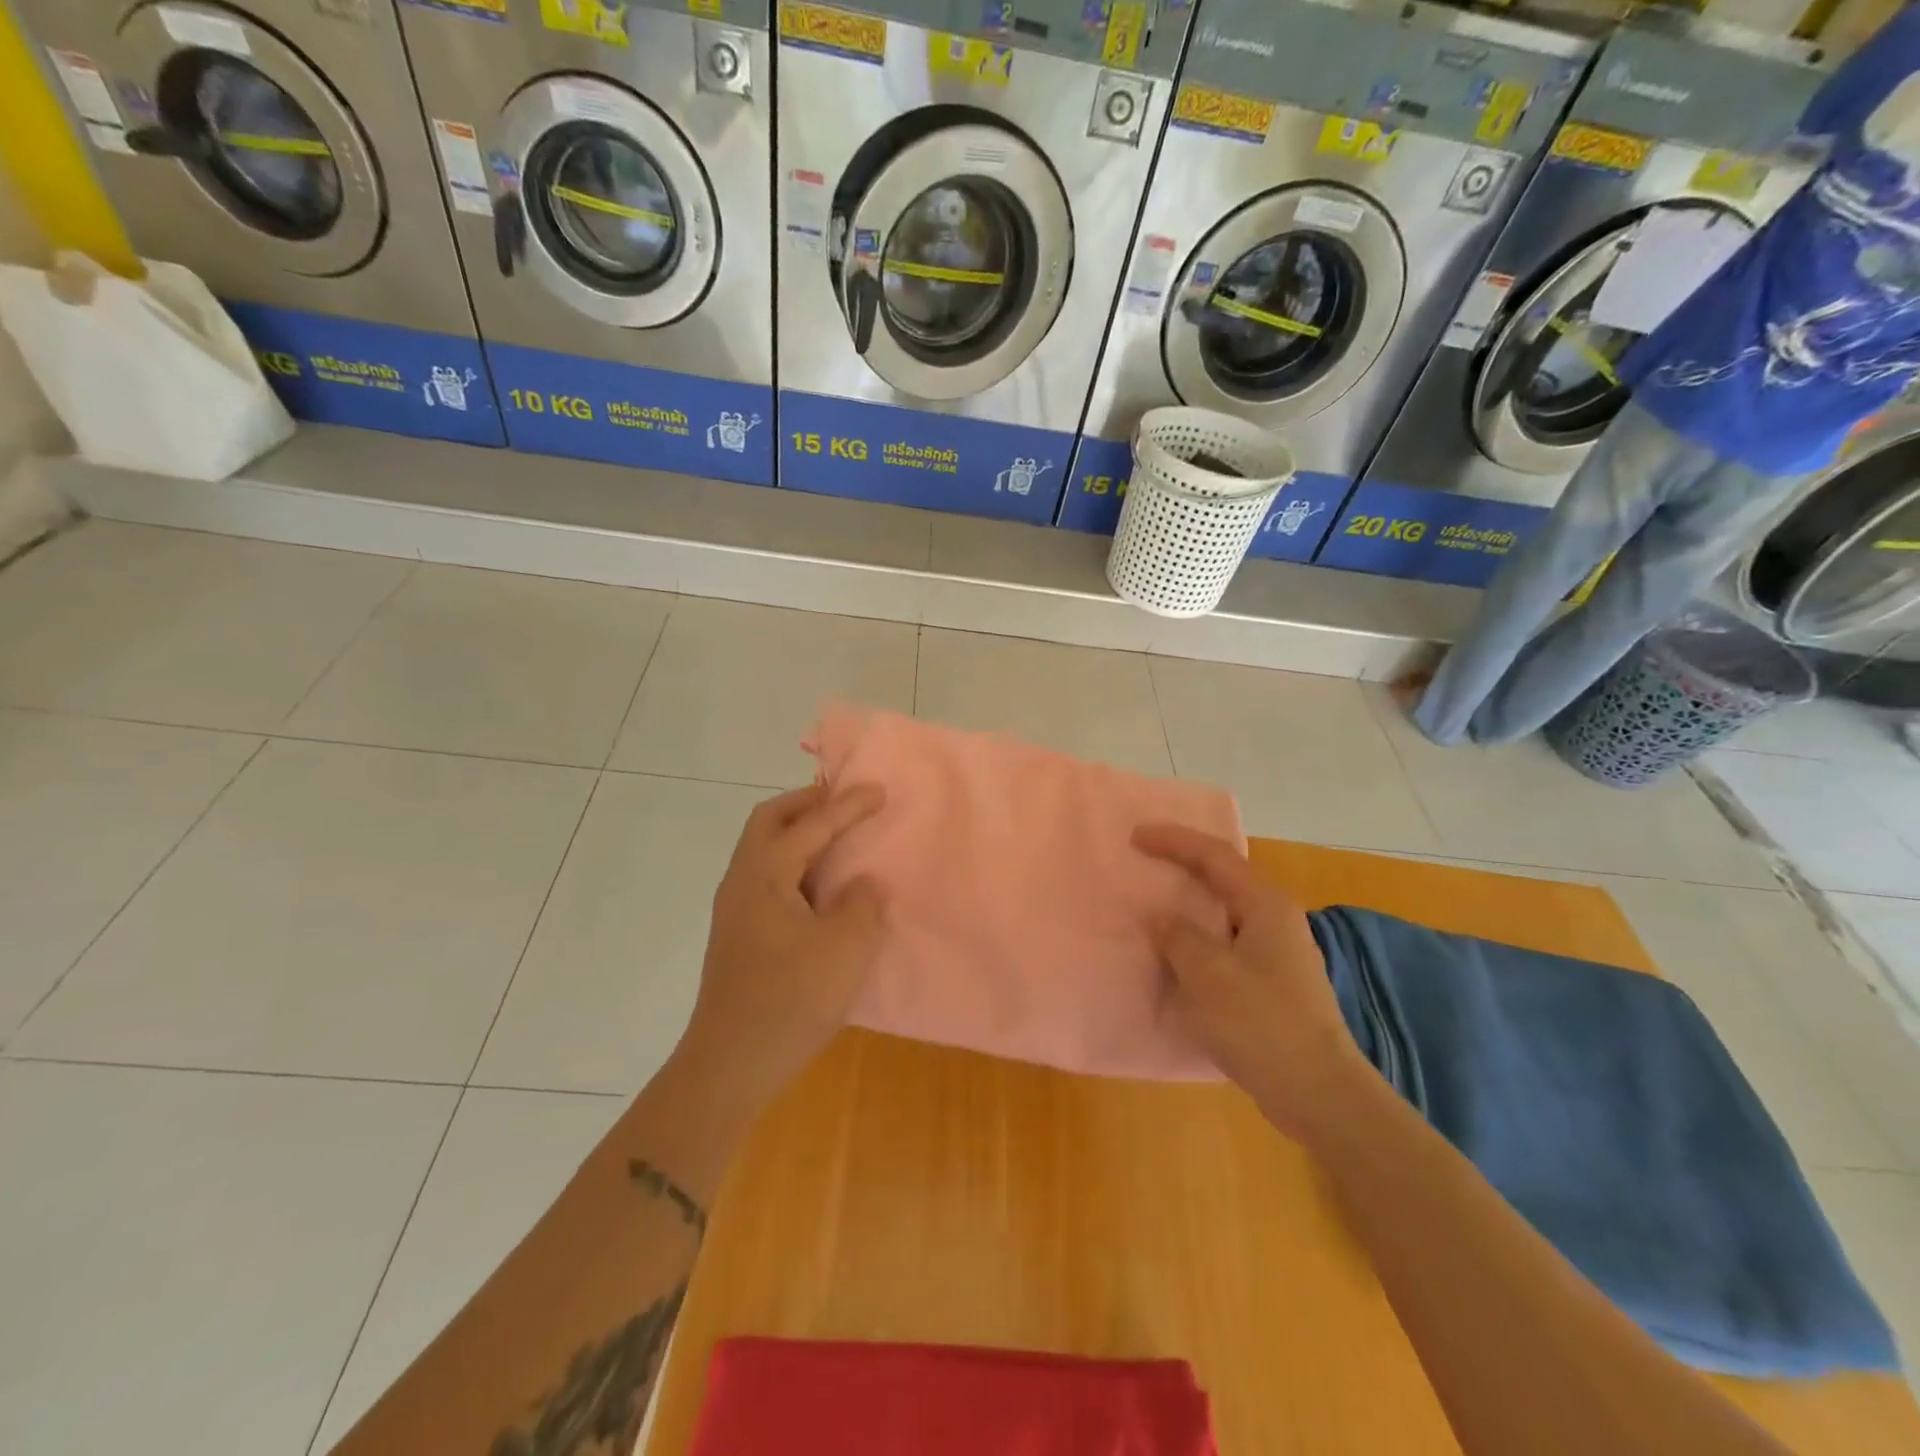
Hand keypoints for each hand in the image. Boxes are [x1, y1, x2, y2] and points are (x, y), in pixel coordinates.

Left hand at [671, 783, 887, 1115]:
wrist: (730, 1064)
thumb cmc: (791, 998)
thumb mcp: (846, 947)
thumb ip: (862, 903)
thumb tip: (861, 886)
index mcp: (765, 874)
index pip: (811, 825)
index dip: (848, 805)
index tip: (879, 790)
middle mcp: (742, 881)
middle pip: (769, 821)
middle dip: (807, 804)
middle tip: (844, 802)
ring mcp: (734, 909)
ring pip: (764, 848)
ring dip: (798, 832)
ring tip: (837, 838)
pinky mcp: (739, 935)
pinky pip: (767, 877)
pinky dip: (795, 864)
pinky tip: (820, 887)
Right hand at [1134, 823, 1373, 1139]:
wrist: (1317, 1092)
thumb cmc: (1260, 1023)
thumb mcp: (1207, 973)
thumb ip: (1177, 937)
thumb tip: (1161, 919)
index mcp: (1265, 905)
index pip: (1214, 856)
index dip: (1174, 841)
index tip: (1135, 835)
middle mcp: (1275, 919)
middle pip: (1224, 876)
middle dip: (1184, 863)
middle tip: (1146, 858)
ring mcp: (1278, 952)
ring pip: (1225, 911)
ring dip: (1190, 902)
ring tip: (1155, 901)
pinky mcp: (1273, 982)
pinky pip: (1226, 941)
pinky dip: (1198, 936)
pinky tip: (1179, 952)